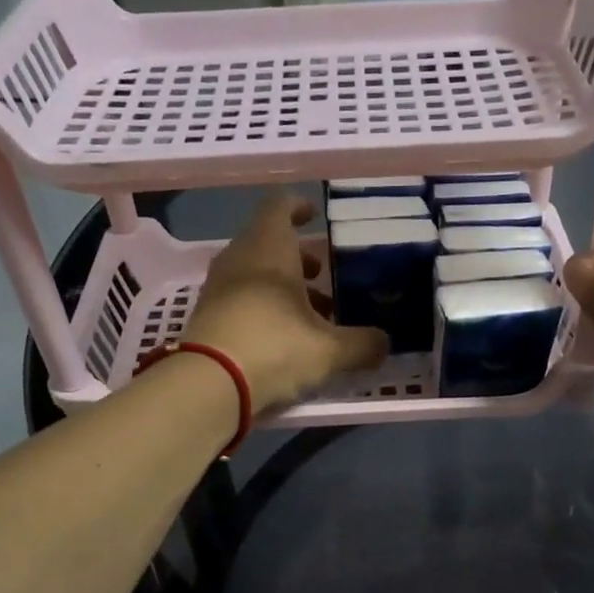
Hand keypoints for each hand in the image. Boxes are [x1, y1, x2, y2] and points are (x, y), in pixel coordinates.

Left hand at [180, 192, 386, 411]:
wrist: (208, 385)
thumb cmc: (274, 348)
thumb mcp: (330, 350)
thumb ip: (363, 344)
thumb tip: (385, 344)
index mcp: (269, 249)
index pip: (280, 207)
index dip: (298, 207)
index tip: (314, 216)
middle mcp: (240, 259)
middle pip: (269, 244)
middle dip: (299, 258)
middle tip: (325, 275)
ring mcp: (218, 288)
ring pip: (255, 274)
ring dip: (283, 287)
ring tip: (314, 315)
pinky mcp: (208, 317)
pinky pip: (241, 300)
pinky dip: (264, 308)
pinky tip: (285, 337)